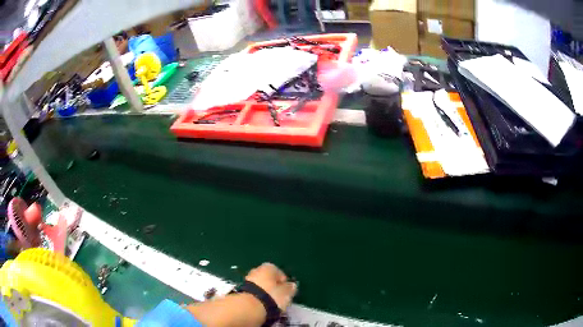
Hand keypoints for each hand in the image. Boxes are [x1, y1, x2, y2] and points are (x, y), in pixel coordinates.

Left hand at [245, 263, 296, 309]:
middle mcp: (256, 270)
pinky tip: (260, 305)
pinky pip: (253, 293)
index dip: (284, 283)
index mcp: (269, 267)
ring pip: (259, 285)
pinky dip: (257, 297)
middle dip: (272, 286)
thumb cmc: (271, 296)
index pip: (279, 273)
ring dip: (264, 292)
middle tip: (278, 297)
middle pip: (267, 278)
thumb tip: (291, 285)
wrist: (249, 307)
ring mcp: (247, 280)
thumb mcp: (287, 293)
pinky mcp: (240, 290)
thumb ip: (290, 288)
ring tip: (270, 304)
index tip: (287, 292)